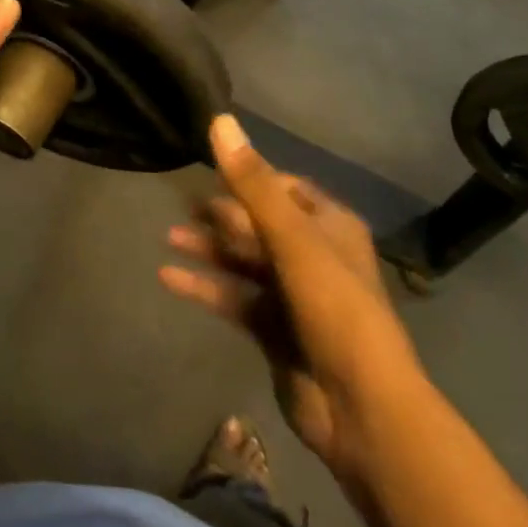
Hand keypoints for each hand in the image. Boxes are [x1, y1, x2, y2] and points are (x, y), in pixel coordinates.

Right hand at [160, 115, 422, 485]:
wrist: (359, 405)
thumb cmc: (333, 307)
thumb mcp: (293, 238)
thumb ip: (252, 183)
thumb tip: (220, 121)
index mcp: (330, 227)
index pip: (286, 189)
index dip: (250, 177)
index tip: (210, 170)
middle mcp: (314, 255)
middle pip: (259, 225)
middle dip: (221, 215)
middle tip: (180, 206)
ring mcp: (293, 295)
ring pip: (243, 261)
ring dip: (209, 249)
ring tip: (168, 238)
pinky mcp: (274, 329)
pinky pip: (233, 297)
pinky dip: (204, 287)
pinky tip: (169, 278)